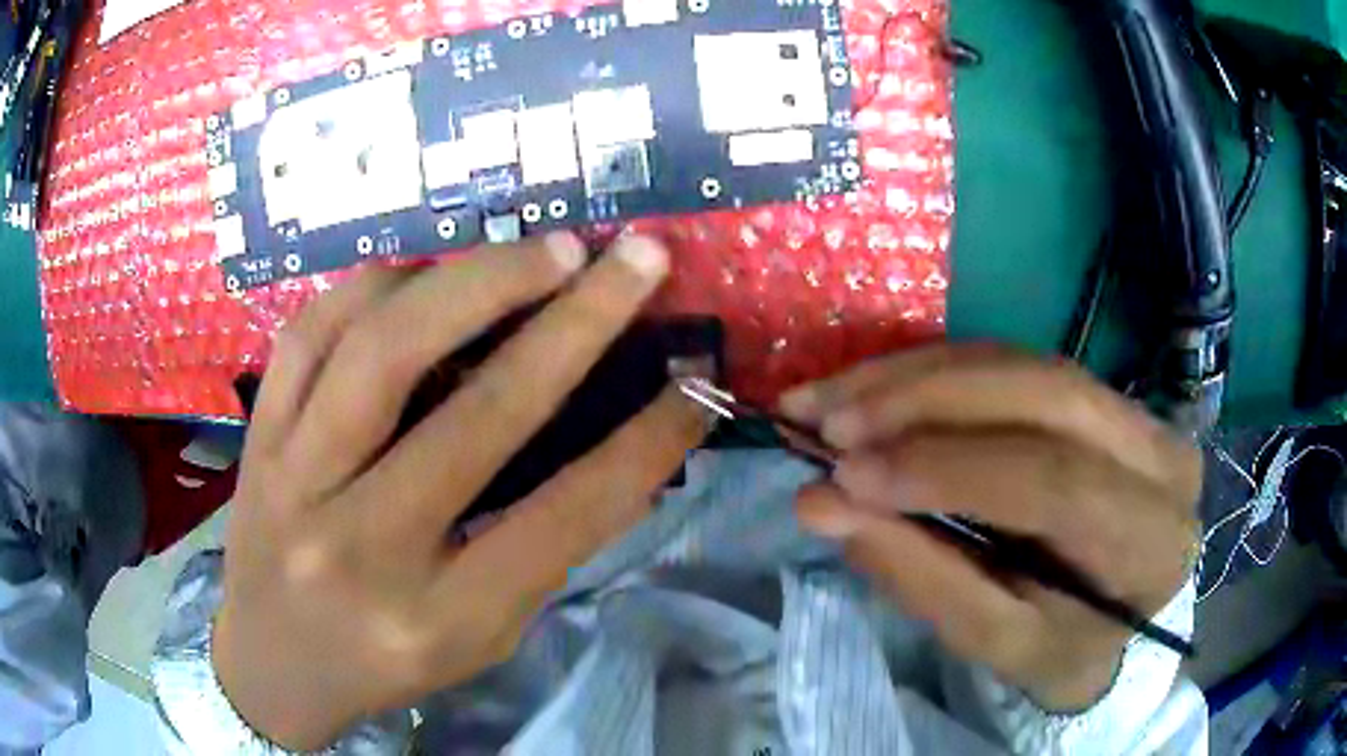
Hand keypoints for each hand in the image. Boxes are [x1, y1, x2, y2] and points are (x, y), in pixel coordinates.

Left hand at [212, 233, 707, 749]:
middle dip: (577, 321)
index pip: (566, 515)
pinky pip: (310, 333)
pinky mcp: (258, 438)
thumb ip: (542, 547)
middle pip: (479, 413)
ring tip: (542, 251)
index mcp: (439, 615)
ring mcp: (295, 480)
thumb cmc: (387, 660)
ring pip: (382, 348)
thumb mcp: (483, 636)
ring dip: (476, 280)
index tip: (698, 382)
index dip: (648, 440)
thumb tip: (620, 449)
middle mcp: (363, 545)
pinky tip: (422, 276)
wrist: (270, 663)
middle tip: (632, 258)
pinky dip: (376, 285)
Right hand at [781, 346, 1200, 710]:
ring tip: (831, 399)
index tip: (846, 475)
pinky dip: (934, 372)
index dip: (948, 469)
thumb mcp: (998, 643)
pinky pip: (1014, 362)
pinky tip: (875, 388)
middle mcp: (1159, 456)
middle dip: (926, 401)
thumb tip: (822, 503)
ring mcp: (1135, 412)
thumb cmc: (1062, 648)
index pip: (1055, 482)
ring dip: (917, 377)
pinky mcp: (1100, 393)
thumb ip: (922, 575)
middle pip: (1042, 395)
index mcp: (1149, 540)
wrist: (1114, 615)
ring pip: (1021, 365)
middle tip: (830, 423)